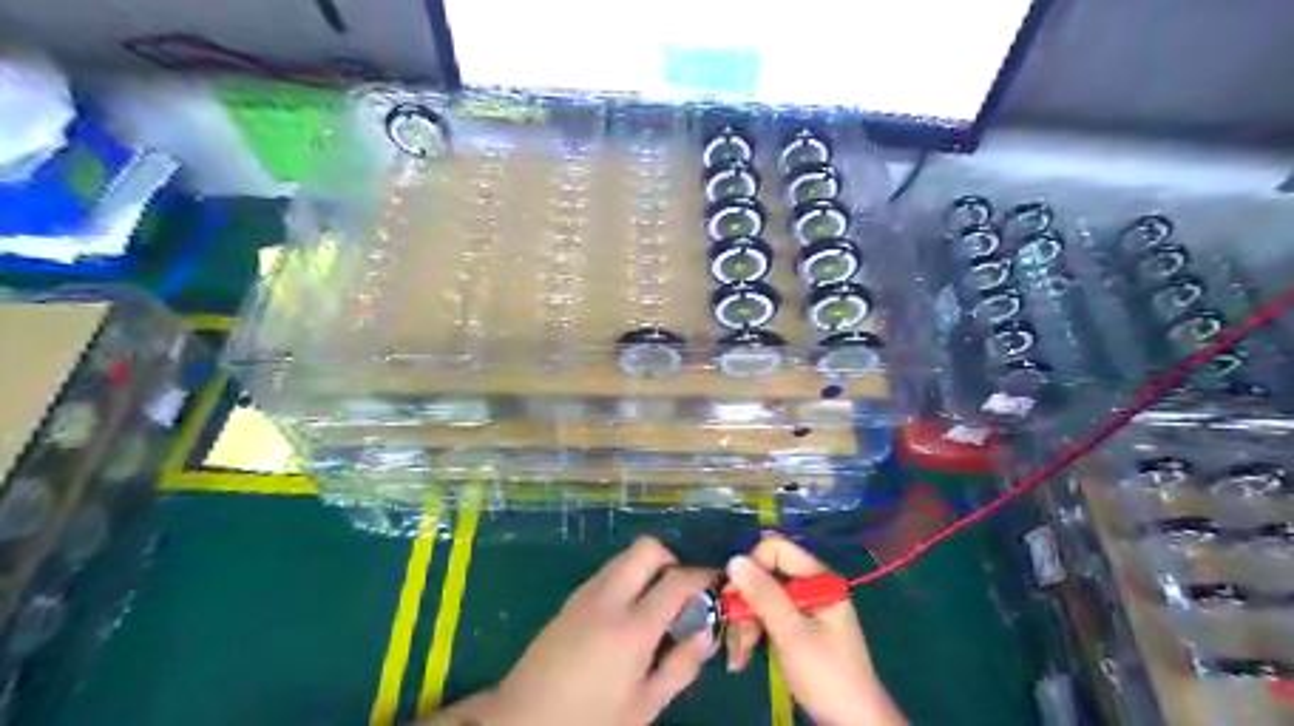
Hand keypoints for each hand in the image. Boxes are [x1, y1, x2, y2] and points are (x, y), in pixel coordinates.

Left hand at [473, 536, 716, 724]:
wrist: (520, 721)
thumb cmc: (589, 722)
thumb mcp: (643, 707)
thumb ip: (679, 667)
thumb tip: (706, 635)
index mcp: (632, 627)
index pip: (677, 580)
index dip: (703, 576)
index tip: (717, 583)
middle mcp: (608, 598)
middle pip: (647, 548)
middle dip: (671, 560)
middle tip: (680, 592)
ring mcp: (584, 595)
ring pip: (624, 557)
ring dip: (646, 568)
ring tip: (655, 605)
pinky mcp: (569, 600)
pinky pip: (606, 573)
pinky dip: (625, 579)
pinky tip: (626, 615)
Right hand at [725, 533, 901, 725]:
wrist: (853, 723)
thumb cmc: (827, 676)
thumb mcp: (792, 634)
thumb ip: (764, 596)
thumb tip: (734, 559)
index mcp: (818, 578)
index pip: (775, 549)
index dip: (750, 567)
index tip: (732, 596)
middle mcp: (810, 585)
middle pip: (765, 574)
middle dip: (744, 602)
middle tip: (730, 632)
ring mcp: (803, 606)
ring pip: (760, 597)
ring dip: (744, 623)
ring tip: (736, 655)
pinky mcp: (796, 627)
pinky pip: (766, 617)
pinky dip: (751, 633)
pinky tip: (742, 657)